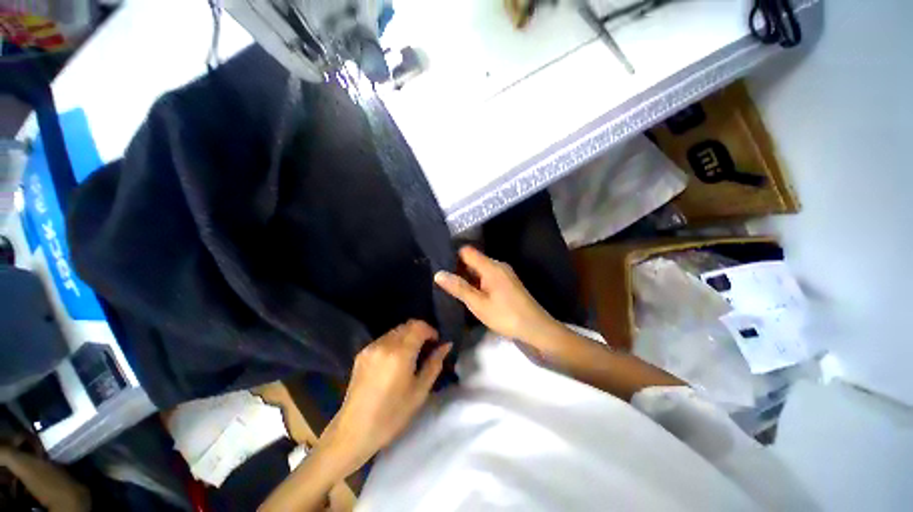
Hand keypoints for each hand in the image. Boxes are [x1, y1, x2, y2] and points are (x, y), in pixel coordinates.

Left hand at [320, 320, 450, 474]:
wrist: (354, 431)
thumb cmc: (392, 415)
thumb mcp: (420, 391)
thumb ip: (434, 364)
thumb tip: (446, 345)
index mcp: (400, 353)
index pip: (419, 326)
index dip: (430, 331)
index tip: (435, 343)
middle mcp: (384, 344)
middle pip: (407, 325)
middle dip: (420, 332)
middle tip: (426, 350)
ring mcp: (371, 347)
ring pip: (395, 331)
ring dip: (407, 337)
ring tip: (411, 356)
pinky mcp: (362, 353)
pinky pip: (384, 339)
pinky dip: (394, 342)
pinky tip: (395, 361)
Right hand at [434, 246, 559, 344]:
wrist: (536, 329)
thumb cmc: (506, 316)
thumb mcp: (478, 304)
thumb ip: (459, 288)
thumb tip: (438, 273)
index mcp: (491, 266)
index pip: (467, 251)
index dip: (452, 256)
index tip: (439, 267)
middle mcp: (498, 266)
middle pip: (473, 260)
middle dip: (458, 269)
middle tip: (442, 281)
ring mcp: (503, 274)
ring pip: (479, 270)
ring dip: (467, 278)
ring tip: (451, 288)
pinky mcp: (506, 284)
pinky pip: (487, 277)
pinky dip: (477, 283)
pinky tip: (469, 294)